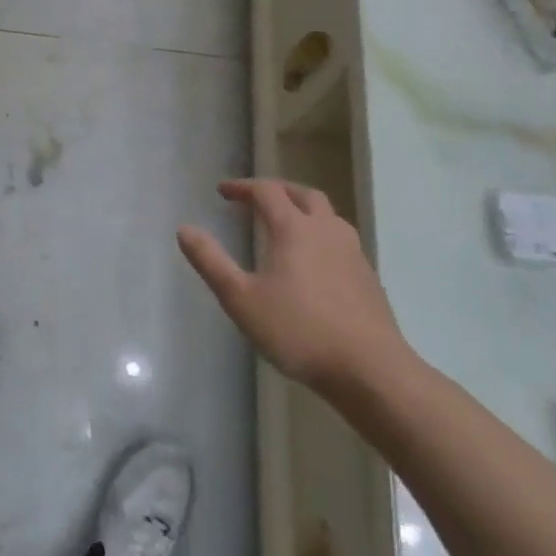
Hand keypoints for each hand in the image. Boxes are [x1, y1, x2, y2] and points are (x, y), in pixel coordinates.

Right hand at [177, 179, 409, 393]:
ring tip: (285, 224)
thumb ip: (211, 261)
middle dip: (277, 190)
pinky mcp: (368, 277)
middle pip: (303, 194)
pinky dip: (320, 234)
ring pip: (328, 215)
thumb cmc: (298, 330)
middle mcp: (326, 231)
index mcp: (294, 229)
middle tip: (255, 199)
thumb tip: (184, 229)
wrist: (371, 369)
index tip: (223, 191)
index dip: (242, 187)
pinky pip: (341, 239)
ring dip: (303, 209)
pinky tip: (313, 261)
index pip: (266, 191)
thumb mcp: (241, 298)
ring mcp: (352, 253)